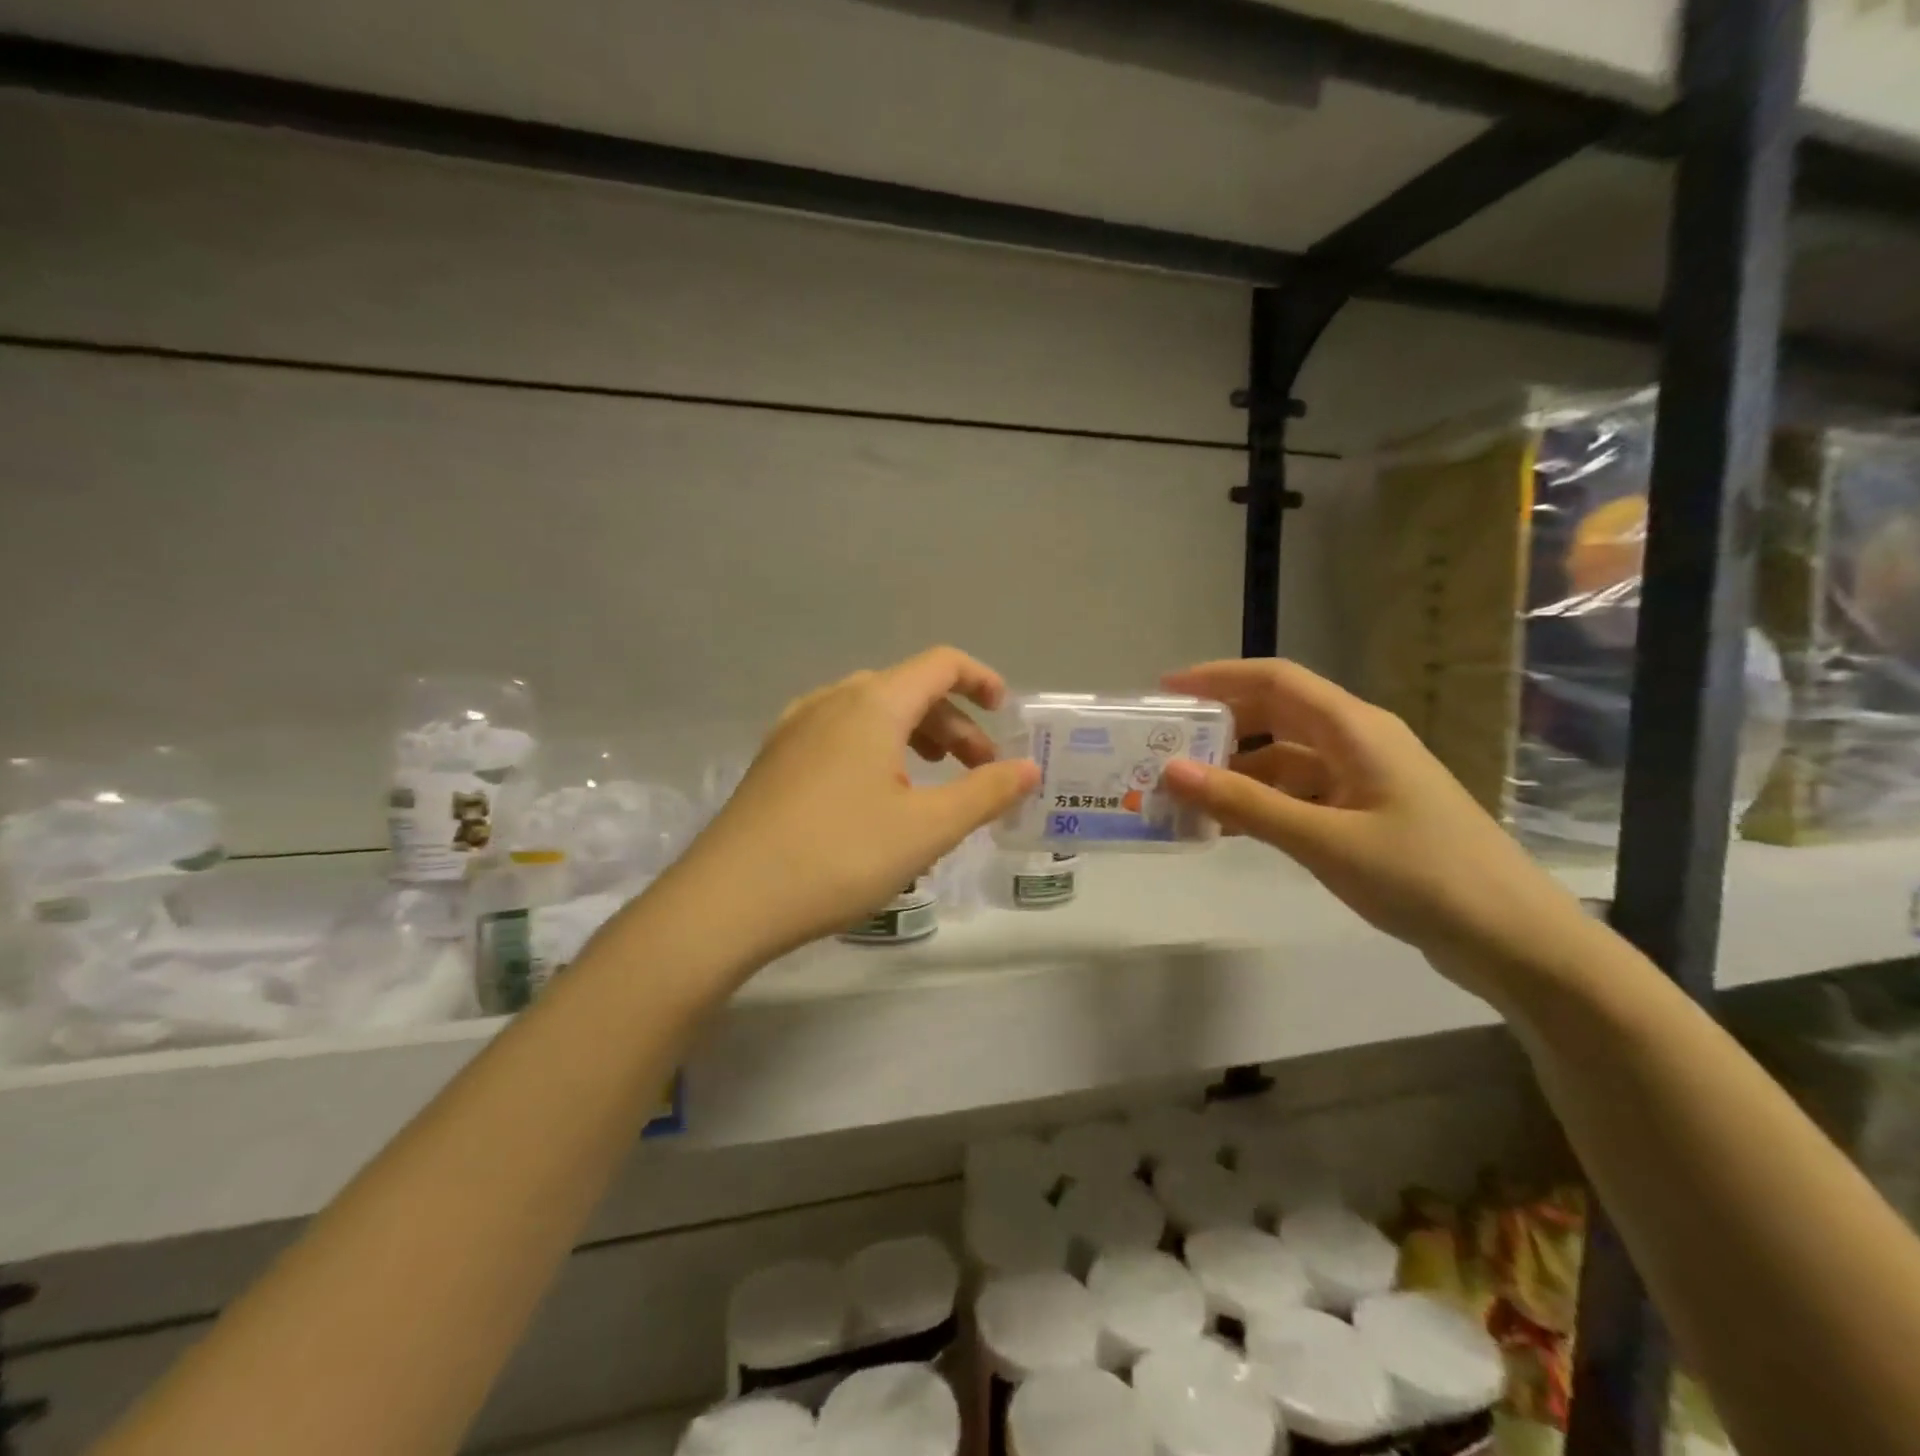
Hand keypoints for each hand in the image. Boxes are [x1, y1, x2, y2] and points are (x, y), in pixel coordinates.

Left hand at [674, 647, 1038, 960]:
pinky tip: (876, 797)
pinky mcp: (774, 760)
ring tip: (932, 783)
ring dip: (914, 737)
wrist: (728, 899)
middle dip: (953, 724)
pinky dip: (876, 750)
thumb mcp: (927, 829)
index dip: (981, 680)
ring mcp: (794, 729)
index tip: (1004, 715)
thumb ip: (985, 792)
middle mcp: (830, 701)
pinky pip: (839, 736)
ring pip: (870, 713)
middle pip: (907, 690)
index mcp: (872, 704)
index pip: (940, 664)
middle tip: (978, 771)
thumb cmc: (839, 856)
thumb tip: (1028, 769)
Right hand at [1157, 659, 1591, 999]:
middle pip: (1277, 715)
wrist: (1514, 940)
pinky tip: (1229, 827)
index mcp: (1356, 729)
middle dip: (1220, 725)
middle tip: (1165, 746)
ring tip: (1185, 792)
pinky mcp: (1367, 814)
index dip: (1218, 678)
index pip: (1276, 681)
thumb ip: (1245, 805)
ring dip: (1237, 771)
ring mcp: (1365, 779)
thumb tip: (1172, 771)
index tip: (1165, 691)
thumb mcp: (1323, 840)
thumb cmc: (1422, 877)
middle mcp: (1359, 742)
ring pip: (1285, 758)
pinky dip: (1262, 802)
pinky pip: (1300, 793)